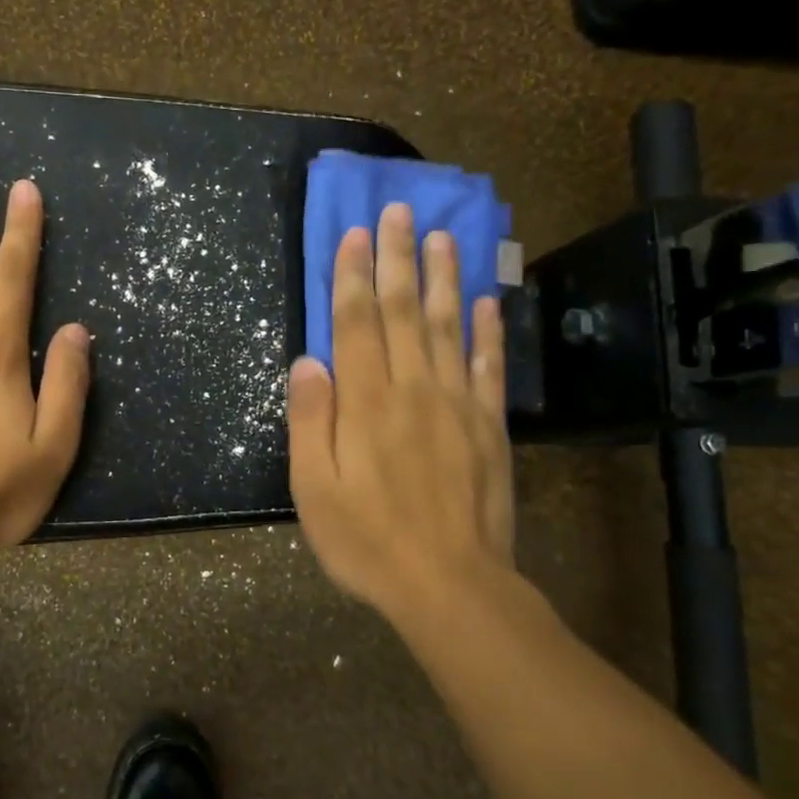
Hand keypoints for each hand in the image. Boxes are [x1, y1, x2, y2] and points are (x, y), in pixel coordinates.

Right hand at [287, 203, 521, 629]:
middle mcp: (413, 389)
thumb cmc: (368, 541)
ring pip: (449, 326)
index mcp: (367, 403)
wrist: (451, 585)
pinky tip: (488, 300)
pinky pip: (489, 367)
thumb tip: (308, 361)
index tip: (353, 234)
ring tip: (442, 236)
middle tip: (397, 212)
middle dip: (396, 259)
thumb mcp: (315, 490)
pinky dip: (489, 330)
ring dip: (444, 278)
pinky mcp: (488, 426)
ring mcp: (457, 404)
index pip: (356, 324)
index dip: (352, 276)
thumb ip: (311, 422)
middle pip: (403, 311)